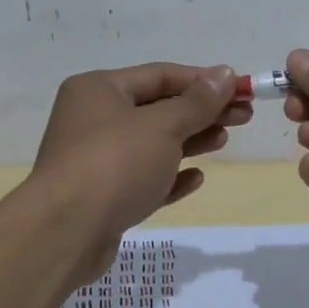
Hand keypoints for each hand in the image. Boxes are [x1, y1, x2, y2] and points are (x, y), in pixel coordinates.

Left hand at [31, 62, 246, 270]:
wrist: (65, 233)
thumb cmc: (115, 164)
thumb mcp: (162, 126)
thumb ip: (196, 102)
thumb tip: (224, 74)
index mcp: (99, 89)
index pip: (160, 75)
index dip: (203, 81)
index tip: (241, 90)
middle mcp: (93, 118)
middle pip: (158, 109)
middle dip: (201, 112)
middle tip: (243, 117)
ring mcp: (96, 159)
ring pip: (152, 144)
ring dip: (190, 141)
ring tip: (223, 141)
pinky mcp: (102, 196)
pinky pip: (143, 178)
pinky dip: (169, 176)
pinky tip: (196, 179)